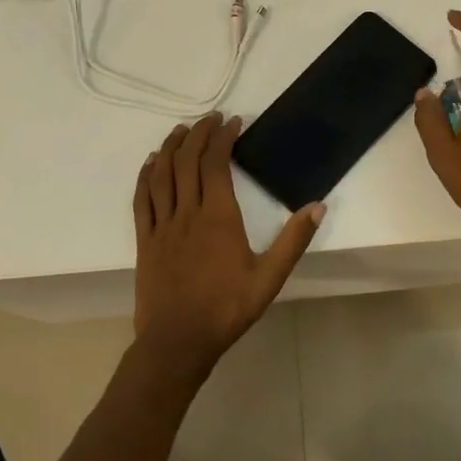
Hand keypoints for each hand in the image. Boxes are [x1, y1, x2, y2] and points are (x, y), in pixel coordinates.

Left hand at [132, 114, 324, 375]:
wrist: (177, 342)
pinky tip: (152, 162)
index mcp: (218, 217)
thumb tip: (318, 206)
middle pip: (188, 161)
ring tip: (182, 129)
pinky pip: (142, 199)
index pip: (217, 163)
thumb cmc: (226, 309)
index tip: (233, 122)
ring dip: (172, 146)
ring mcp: (162, 225)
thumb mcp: (269, 278)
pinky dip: (146, 175)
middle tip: (211, 118)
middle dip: (199, 134)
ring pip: (163, 174)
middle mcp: (187, 212)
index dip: (223, 138)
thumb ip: (293, 241)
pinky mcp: (145, 239)